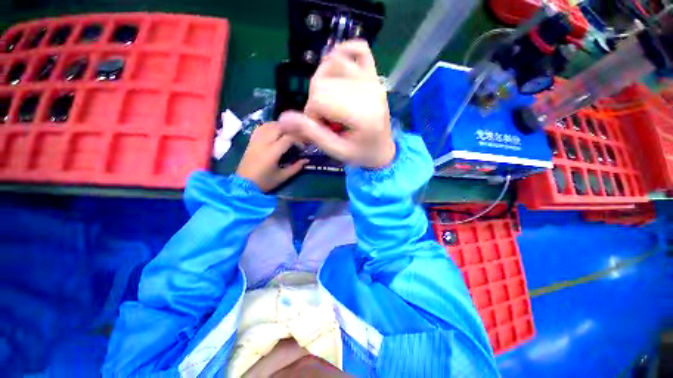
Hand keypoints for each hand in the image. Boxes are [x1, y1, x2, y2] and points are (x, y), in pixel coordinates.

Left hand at [236, 122, 307, 192]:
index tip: (303, 145)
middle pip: (278, 127)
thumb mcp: (283, 176)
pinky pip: (260, 128)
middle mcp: (264, 143)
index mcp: (273, 152)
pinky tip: (275, 129)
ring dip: (280, 125)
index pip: (288, 138)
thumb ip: (296, 167)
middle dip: (291, 128)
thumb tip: (306, 160)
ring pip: (269, 125)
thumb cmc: (265, 182)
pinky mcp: (251, 141)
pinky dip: (269, 126)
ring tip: (289, 130)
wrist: (244, 184)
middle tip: (299, 133)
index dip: (298, 139)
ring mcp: (256, 141)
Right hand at [278, 40, 394, 168]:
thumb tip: (282, 119)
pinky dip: (343, 53)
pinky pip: (359, 49)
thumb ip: (311, 133)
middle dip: (316, 101)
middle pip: (323, 80)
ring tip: (330, 102)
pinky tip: (336, 67)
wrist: (383, 151)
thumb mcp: (336, 150)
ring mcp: (373, 80)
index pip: (319, 97)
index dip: (311, 114)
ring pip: (333, 63)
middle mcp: (368, 90)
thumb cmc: (360, 154)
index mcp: (361, 113)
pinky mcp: (374, 76)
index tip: (319, 128)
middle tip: (325, 120)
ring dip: (323, 82)